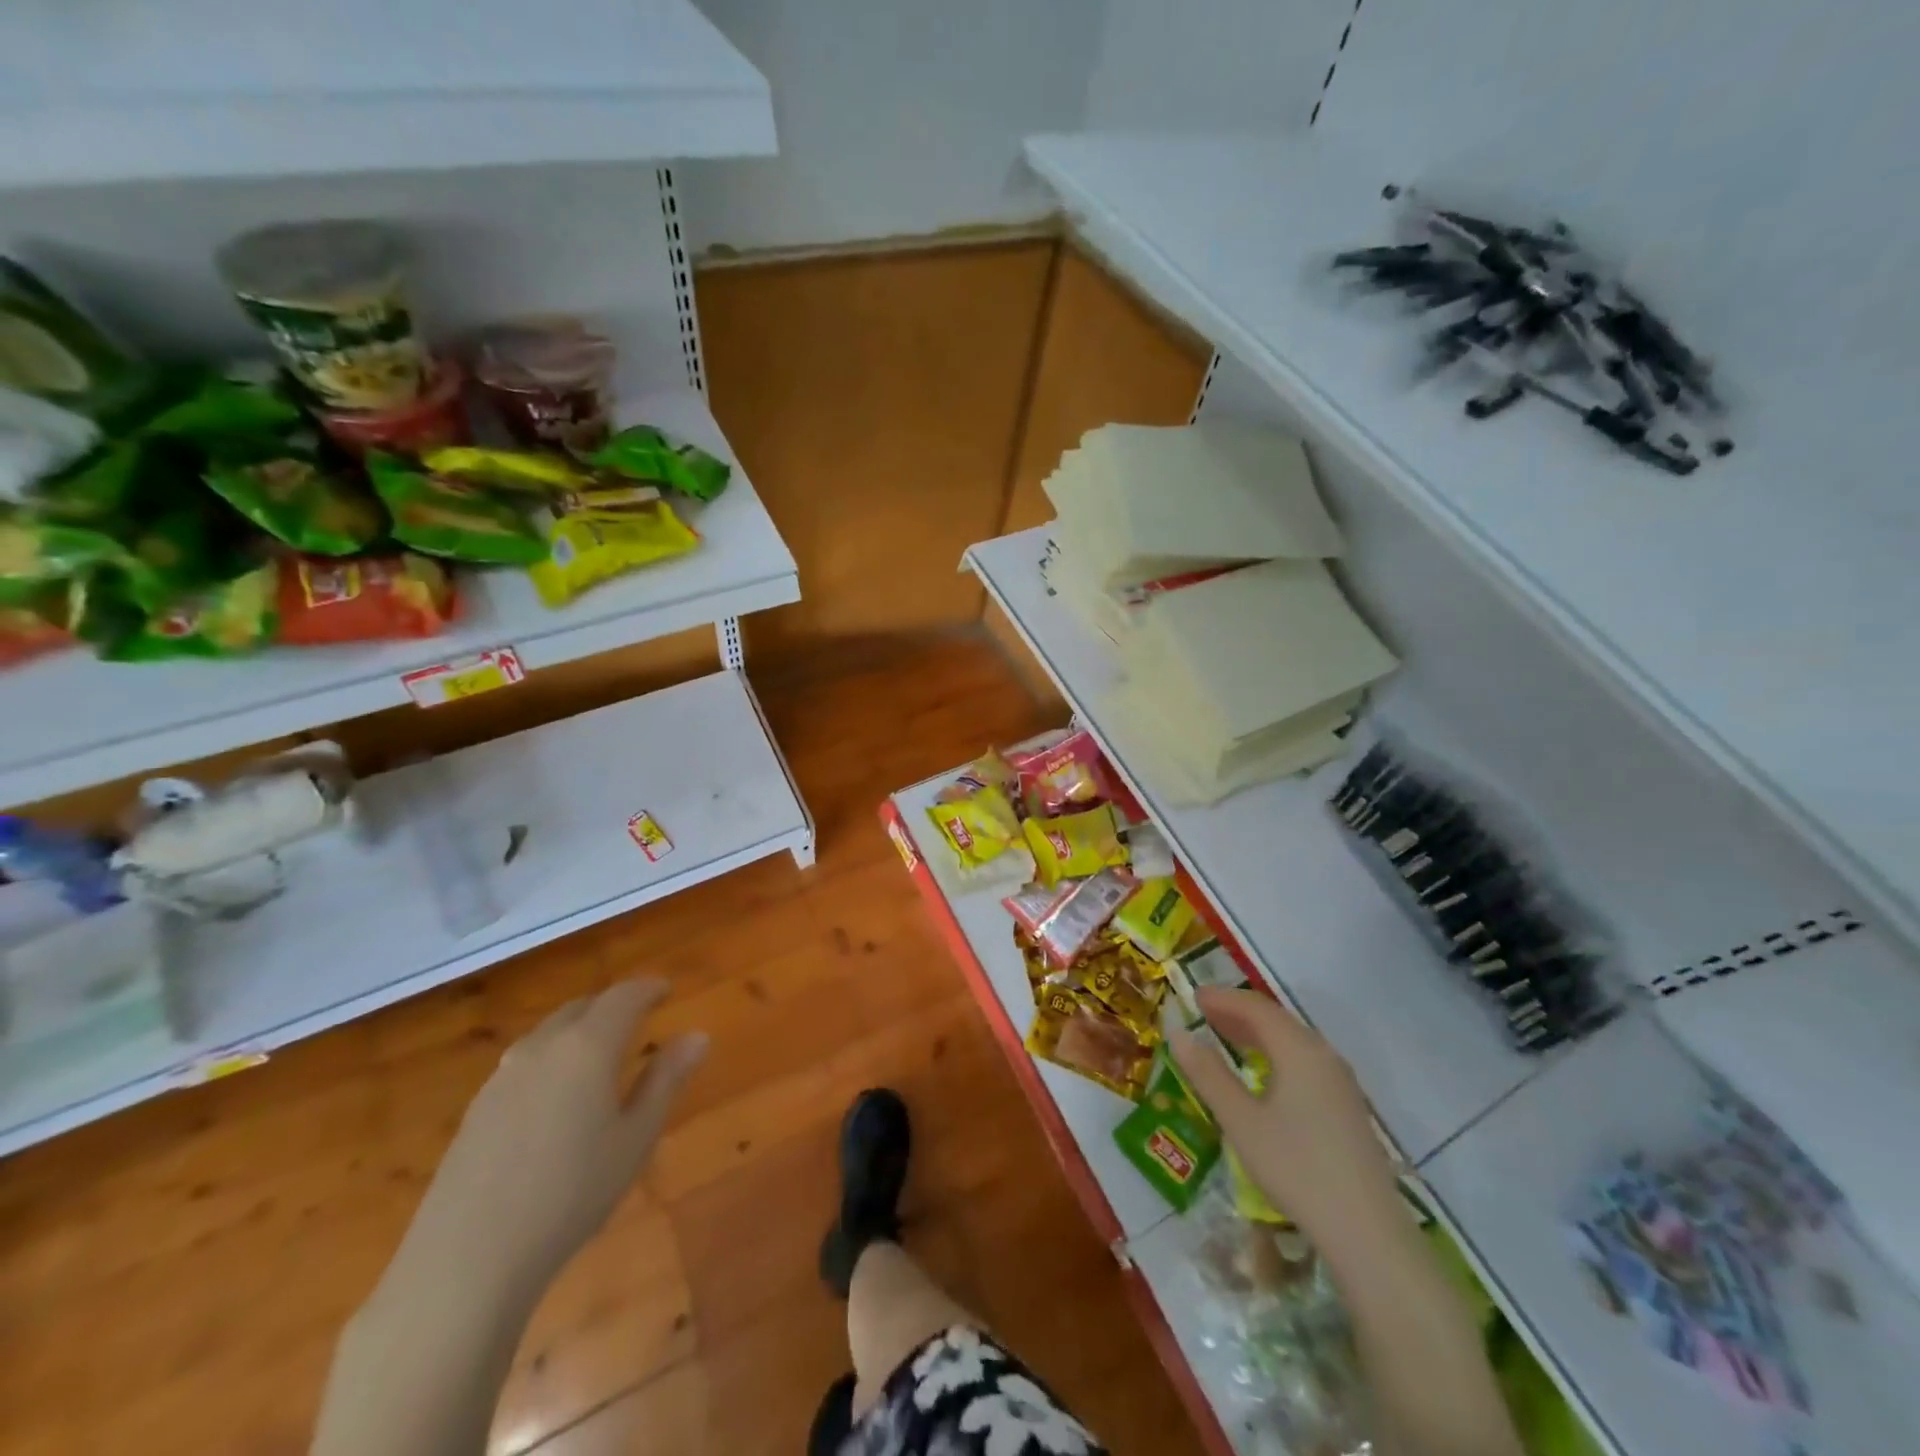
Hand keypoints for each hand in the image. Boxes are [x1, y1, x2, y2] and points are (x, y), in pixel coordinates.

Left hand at [405, 978, 706, 1289]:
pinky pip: (524, 1063)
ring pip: (548, 1034)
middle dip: (612, 1006)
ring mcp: (502, 1078)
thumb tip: (697, 1035)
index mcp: (587, 1046)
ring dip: (578, 1030)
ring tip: (599, 1052)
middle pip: (581, 1008)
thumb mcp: (635, 1139)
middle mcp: (542, 1047)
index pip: (623, 996)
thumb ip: (665, 1080)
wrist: (465, 1262)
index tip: (667, 990)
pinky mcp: (476, 1110)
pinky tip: (556, 1095)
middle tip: (638, 1017)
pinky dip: (551, 1058)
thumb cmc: (571, 1194)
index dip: (648, 988)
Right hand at [1169, 988, 1399, 1253]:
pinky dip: (1275, 1053)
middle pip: (1277, 1020)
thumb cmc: (1296, 1168)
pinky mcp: (1347, 1107)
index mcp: (1299, 1051)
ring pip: (1293, 1041)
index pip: (1256, 1008)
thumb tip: (1178, 1033)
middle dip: (1238, 1013)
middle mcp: (1324, 1056)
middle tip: (1203, 1013)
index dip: (1222, 999)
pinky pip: (1304, 1062)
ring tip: (1225, 1037)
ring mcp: (1340, 1082)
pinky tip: (1262, 1074)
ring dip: (1257, 1033)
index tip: (1192, 996)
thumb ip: (1208, 1074)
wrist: (1367, 1233)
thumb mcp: (1241, 1121)